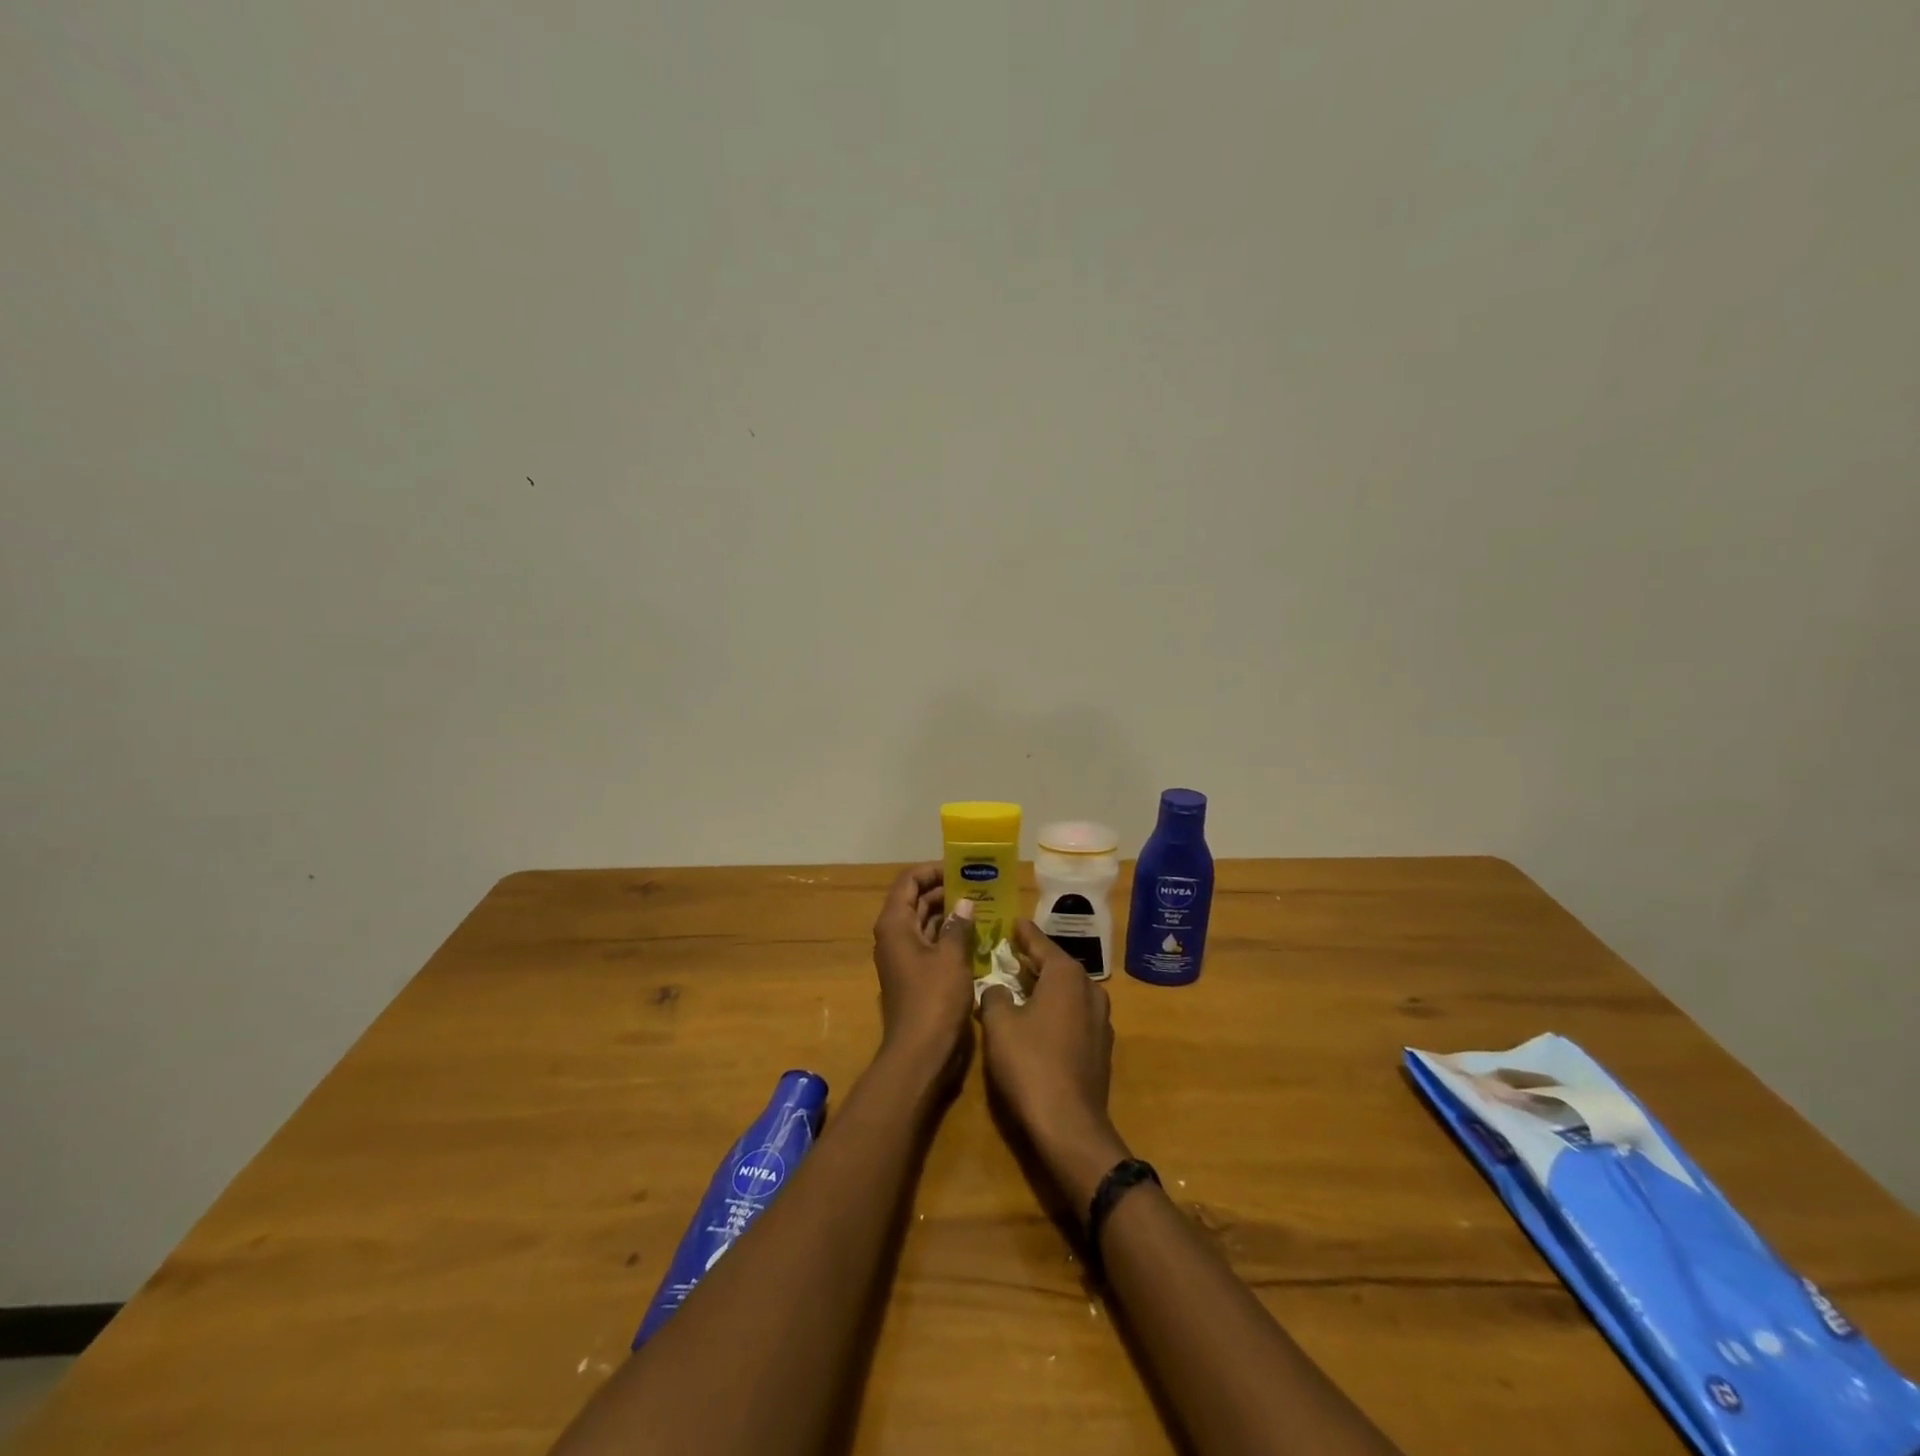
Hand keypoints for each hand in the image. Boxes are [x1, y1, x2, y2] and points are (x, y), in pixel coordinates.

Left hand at [870, 863, 976, 1078]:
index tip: (961, 869)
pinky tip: (977, 935)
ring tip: (983, 906)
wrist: (921, 1053)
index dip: (932, 871)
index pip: (908, 881)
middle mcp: (894, 936)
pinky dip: (950, 936)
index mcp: (895, 924)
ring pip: (926, 923)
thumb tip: (964, 903)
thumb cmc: (934, 999)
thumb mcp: (951, 957)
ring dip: (950, 914)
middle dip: (945, 891)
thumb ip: (958, 925)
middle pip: (916, 901)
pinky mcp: (915, 975)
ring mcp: (904, 957)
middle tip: (979, 886)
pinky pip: (931, 944)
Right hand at [977, 920, 1129, 1209]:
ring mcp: (1100, 1021)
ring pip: (1069, 991)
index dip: (1025, 933)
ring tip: (1024, 981)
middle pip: (1059, 966)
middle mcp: (1089, 990)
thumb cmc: (1030, 1064)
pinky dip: (1057, 1008)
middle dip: (1036, 958)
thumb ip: (995, 997)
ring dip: (1048, 985)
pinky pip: (1075, 1014)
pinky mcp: (1101, 1048)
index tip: (1014, 921)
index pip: (1041, 944)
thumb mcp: (999, 1024)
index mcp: (1066, 976)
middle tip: (1013, 950)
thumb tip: (997, 988)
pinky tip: (1039, 1017)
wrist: (1069, 1125)